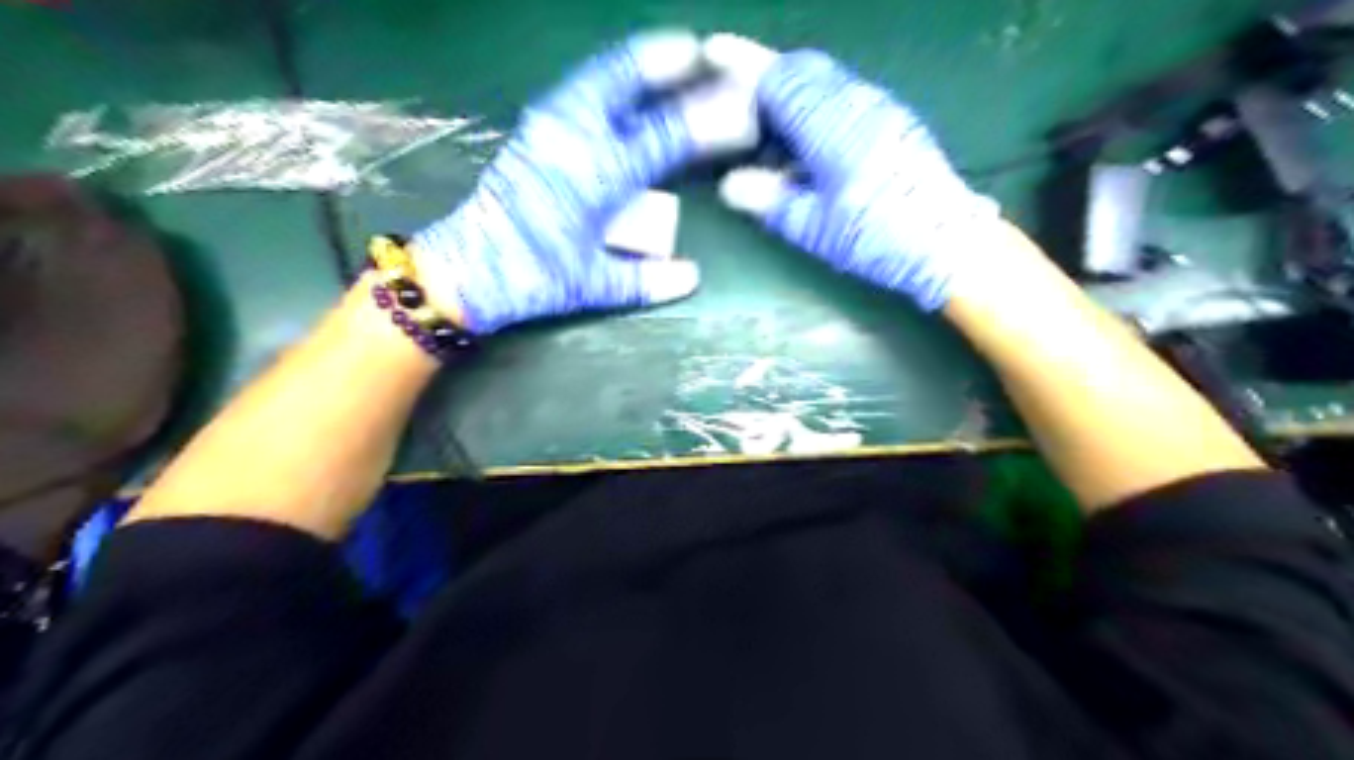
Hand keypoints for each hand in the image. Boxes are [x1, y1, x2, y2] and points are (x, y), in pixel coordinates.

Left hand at [414, 29, 713, 334]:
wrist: (467, 269)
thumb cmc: (534, 277)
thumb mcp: (594, 286)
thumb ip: (647, 280)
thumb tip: (692, 275)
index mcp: (597, 175)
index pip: (666, 136)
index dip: (710, 123)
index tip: (745, 113)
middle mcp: (574, 137)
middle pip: (627, 80)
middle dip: (670, 62)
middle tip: (706, 55)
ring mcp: (549, 125)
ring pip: (601, 75)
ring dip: (641, 62)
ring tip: (675, 54)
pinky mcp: (533, 128)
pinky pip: (581, 88)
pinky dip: (612, 77)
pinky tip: (628, 85)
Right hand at [712, 47, 998, 309]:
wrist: (948, 243)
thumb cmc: (876, 238)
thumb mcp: (814, 228)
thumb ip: (769, 201)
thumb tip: (731, 186)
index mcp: (830, 125)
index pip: (778, 79)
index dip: (742, 66)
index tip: (711, 55)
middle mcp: (854, 102)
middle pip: (801, 68)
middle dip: (765, 74)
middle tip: (735, 96)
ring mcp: (879, 107)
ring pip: (824, 79)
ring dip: (791, 90)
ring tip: (766, 123)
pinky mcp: (892, 119)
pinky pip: (843, 95)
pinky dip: (815, 103)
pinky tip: (805, 140)